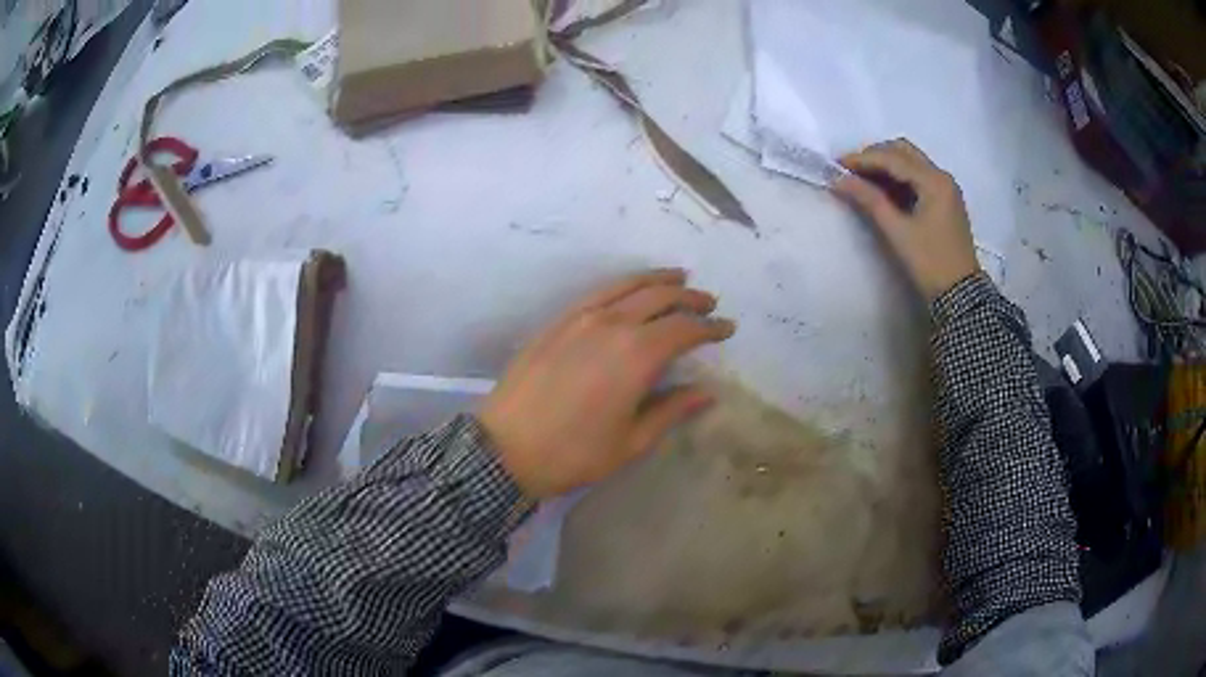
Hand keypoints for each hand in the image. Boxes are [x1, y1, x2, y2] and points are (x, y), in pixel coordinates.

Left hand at [479, 270, 735, 498]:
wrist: (505, 448)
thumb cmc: (574, 453)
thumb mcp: (631, 441)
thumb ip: (671, 410)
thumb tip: (706, 394)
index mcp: (636, 355)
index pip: (684, 329)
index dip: (709, 327)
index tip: (727, 328)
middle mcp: (612, 325)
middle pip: (660, 298)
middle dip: (689, 298)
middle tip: (708, 303)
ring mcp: (580, 318)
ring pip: (627, 285)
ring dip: (658, 280)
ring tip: (678, 278)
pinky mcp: (557, 321)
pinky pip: (598, 292)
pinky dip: (623, 284)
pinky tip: (629, 291)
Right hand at [833, 139, 979, 301]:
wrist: (960, 296)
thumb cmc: (930, 263)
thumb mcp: (898, 232)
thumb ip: (869, 200)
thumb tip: (840, 180)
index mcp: (934, 181)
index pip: (893, 158)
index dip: (863, 159)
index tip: (837, 165)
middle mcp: (942, 177)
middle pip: (903, 151)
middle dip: (875, 156)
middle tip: (851, 171)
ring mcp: (946, 188)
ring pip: (911, 162)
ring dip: (886, 165)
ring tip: (862, 180)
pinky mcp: (945, 200)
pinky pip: (918, 177)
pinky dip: (898, 178)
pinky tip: (883, 191)